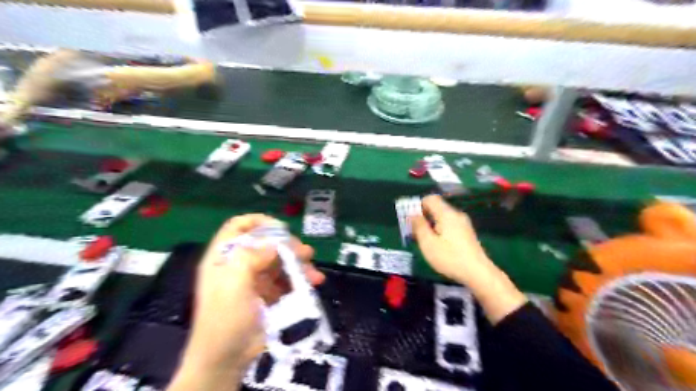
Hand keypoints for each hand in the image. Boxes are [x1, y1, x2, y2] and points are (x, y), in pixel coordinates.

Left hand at [173, 216, 327, 389]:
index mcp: (224, 258)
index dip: (258, 222)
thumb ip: (251, 257)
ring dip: (299, 263)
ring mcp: (255, 280)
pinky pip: (287, 279)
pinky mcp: (268, 294)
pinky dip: (301, 279)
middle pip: (265, 244)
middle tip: (305, 253)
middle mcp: (239, 264)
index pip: (238, 227)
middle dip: (287, 246)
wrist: (227, 361)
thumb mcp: (233, 284)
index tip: (280, 227)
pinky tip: (314, 282)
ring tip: (313, 272)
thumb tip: (275, 243)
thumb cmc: (225, 320)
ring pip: (280, 261)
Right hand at [408, 194, 491, 283]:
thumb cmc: (449, 257)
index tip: (411, 219)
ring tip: (425, 240)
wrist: (478, 273)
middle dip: (424, 216)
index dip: (418, 205)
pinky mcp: (467, 233)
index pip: (430, 199)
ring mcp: (464, 224)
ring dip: (431, 225)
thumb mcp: (428, 243)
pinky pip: (450, 225)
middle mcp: (456, 215)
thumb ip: (419, 226)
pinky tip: (438, 245)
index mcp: (446, 214)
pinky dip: (440, 230)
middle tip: (415, 231)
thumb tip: (413, 215)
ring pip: (443, 217)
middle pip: (436, 208)